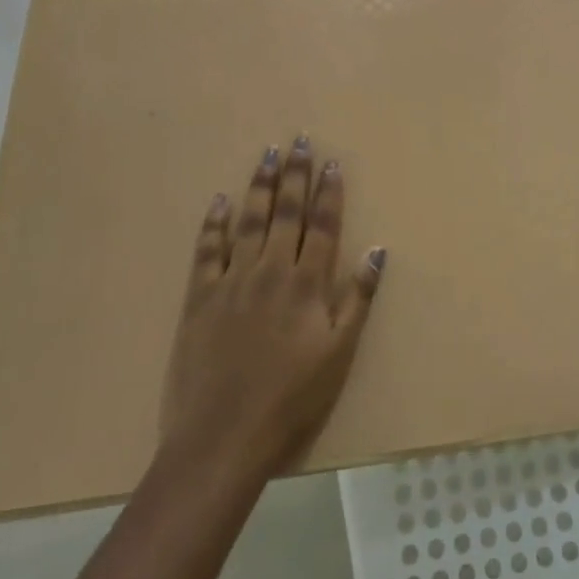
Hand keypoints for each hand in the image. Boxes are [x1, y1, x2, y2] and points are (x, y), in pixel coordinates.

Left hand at [162, 136, 384, 476]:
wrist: (223, 438)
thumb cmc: (292, 400)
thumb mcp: (340, 353)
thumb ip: (358, 299)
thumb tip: (378, 250)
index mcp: (307, 284)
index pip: (323, 225)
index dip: (329, 192)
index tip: (331, 161)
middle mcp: (271, 270)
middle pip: (286, 212)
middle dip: (295, 174)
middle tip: (298, 139)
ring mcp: (232, 281)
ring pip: (249, 221)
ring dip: (259, 185)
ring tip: (267, 154)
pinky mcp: (199, 298)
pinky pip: (207, 250)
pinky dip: (214, 223)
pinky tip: (220, 201)